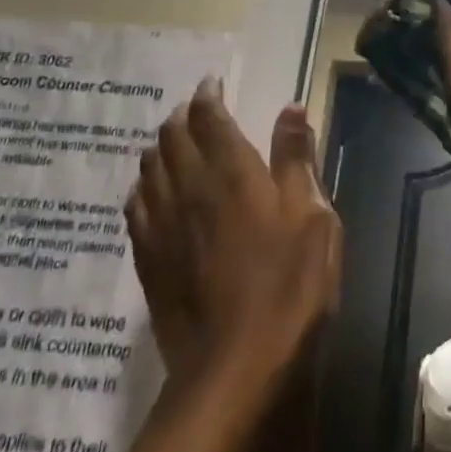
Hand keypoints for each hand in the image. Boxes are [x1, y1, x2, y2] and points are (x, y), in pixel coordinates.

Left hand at [125, 81, 341, 383]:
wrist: (237, 367)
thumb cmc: (290, 286)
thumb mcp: (314, 218)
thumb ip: (297, 160)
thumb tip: (289, 108)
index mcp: (232, 174)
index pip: (210, 119)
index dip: (209, 96)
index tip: (212, 84)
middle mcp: (190, 190)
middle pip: (173, 138)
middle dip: (182, 117)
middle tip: (195, 110)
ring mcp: (163, 227)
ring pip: (149, 169)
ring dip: (160, 147)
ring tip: (172, 142)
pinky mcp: (149, 261)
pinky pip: (136, 208)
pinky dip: (143, 187)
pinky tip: (149, 192)